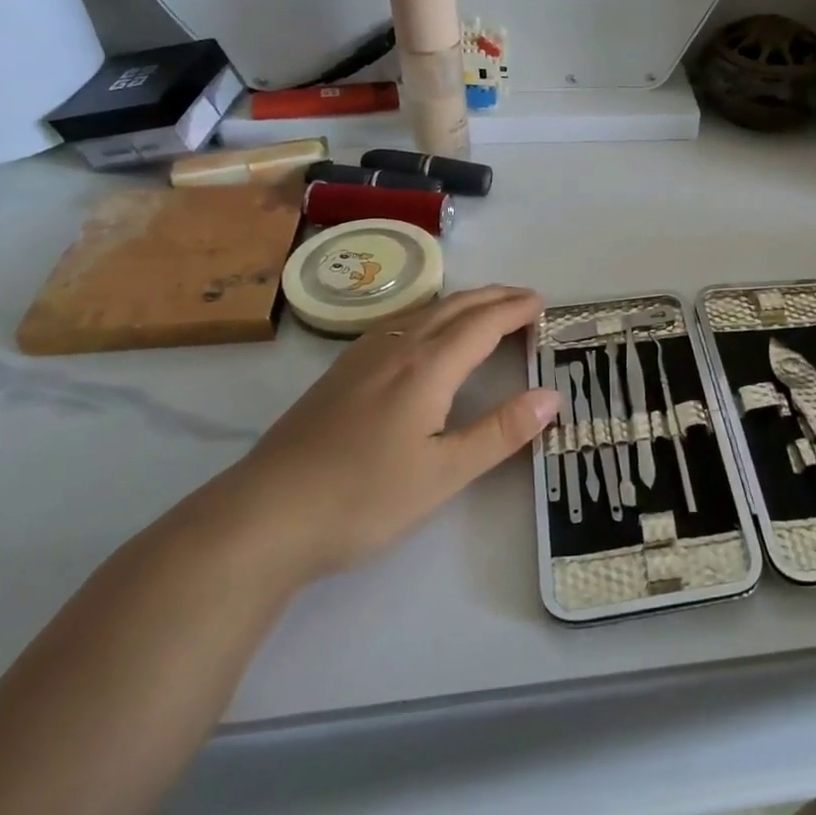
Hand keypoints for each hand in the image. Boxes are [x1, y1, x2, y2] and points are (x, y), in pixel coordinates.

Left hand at [202, 285, 559, 582]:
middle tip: (524, 298)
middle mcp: (396, 349)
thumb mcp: (444, 473)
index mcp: (426, 367)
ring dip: (462, 303)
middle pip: (453, 308)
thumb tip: (552, 396)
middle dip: (493, 297)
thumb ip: (501, 432)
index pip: (482, 324)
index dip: (515, 310)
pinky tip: (422, 332)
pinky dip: (430, 315)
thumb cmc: (363, 497)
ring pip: (422, 312)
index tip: (542, 304)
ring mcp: (362, 358)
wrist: (263, 516)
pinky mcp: (339, 374)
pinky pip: (398, 323)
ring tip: (485, 307)